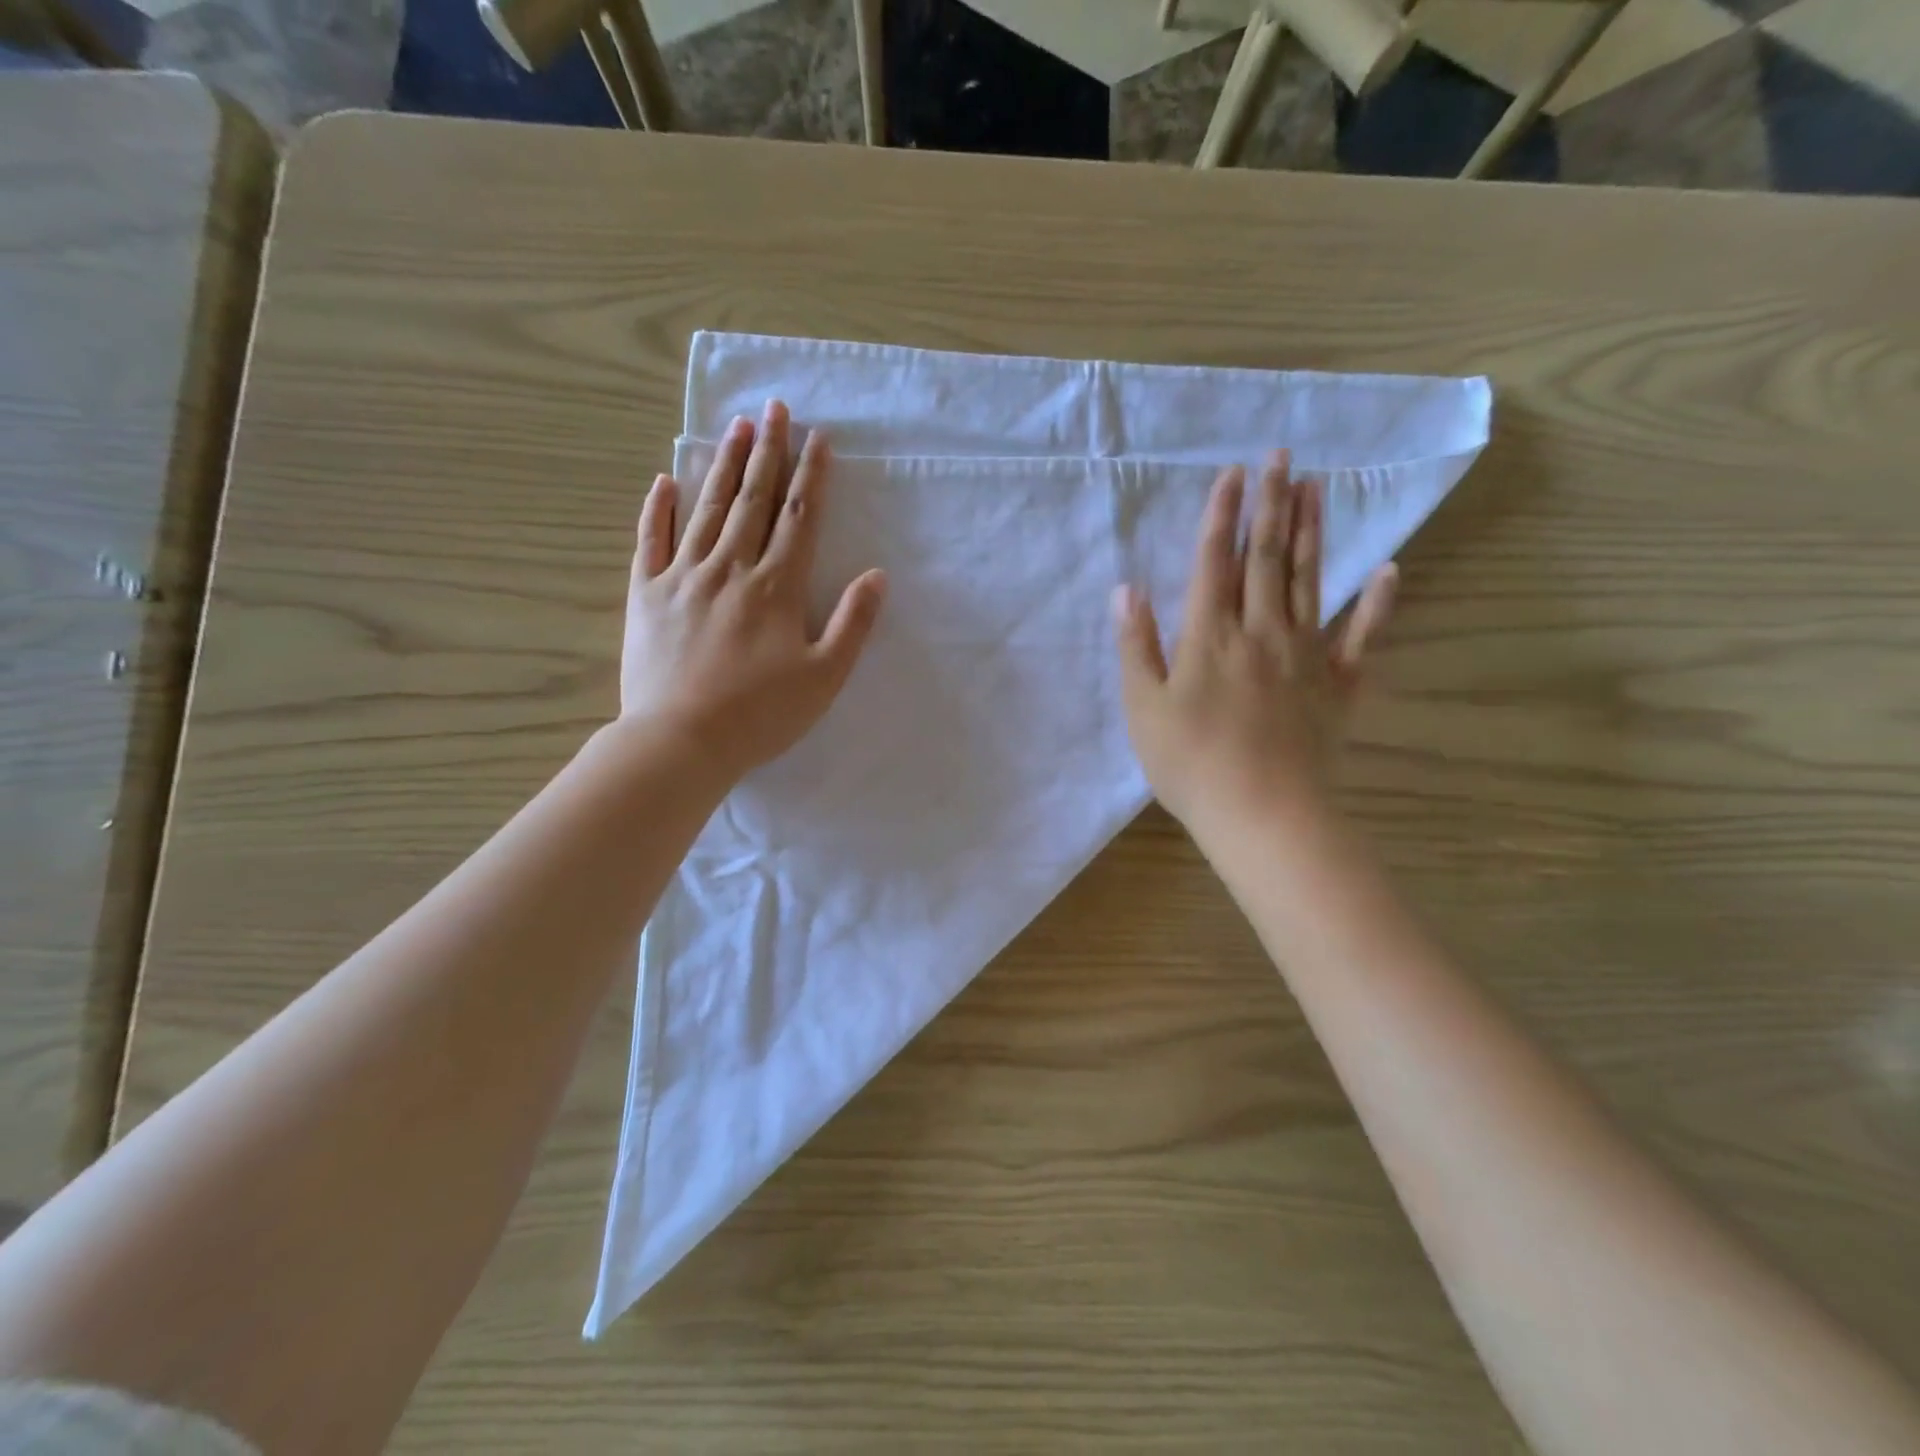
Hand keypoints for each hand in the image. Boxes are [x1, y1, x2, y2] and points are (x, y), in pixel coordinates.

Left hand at [622, 400, 886, 779]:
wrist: (681, 741)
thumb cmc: (761, 715)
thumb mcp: (825, 677)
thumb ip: (852, 624)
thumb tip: (877, 576)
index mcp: (776, 587)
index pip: (798, 519)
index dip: (811, 477)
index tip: (818, 438)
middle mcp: (730, 568)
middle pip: (753, 500)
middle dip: (768, 452)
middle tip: (774, 408)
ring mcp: (682, 577)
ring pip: (707, 509)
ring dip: (723, 465)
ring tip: (735, 426)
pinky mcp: (645, 594)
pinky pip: (651, 540)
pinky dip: (658, 509)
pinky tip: (665, 481)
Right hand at [1112, 452, 1395, 831]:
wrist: (1263, 814)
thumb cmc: (1191, 765)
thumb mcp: (1144, 710)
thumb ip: (1137, 647)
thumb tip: (1127, 590)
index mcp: (1210, 637)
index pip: (1215, 562)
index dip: (1221, 516)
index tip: (1232, 473)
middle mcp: (1261, 631)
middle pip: (1267, 558)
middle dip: (1271, 504)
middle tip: (1281, 456)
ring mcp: (1307, 656)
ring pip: (1311, 581)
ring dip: (1313, 532)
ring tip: (1317, 487)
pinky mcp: (1340, 685)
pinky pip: (1363, 637)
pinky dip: (1379, 603)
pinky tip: (1389, 570)